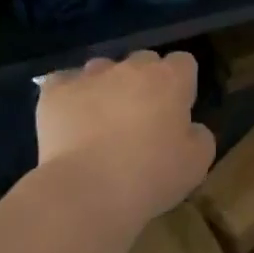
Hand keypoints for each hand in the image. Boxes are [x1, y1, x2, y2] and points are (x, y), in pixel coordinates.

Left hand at [37, 51, 214, 227]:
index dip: (182, 86)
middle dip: (144, 84)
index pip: (183, 63)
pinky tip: (71, 123)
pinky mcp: (54, 91)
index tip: (177, 112)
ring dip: (107, 88)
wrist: (88, 190)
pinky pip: (64, 84)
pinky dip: (70, 98)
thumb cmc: (150, 177)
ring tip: (102, 124)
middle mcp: (129, 68)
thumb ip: (199, 136)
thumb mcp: (197, 164)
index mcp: (168, 80)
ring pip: (103, 70)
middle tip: (141, 121)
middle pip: (142, 62)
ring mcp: (88, 76)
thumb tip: (189, 127)